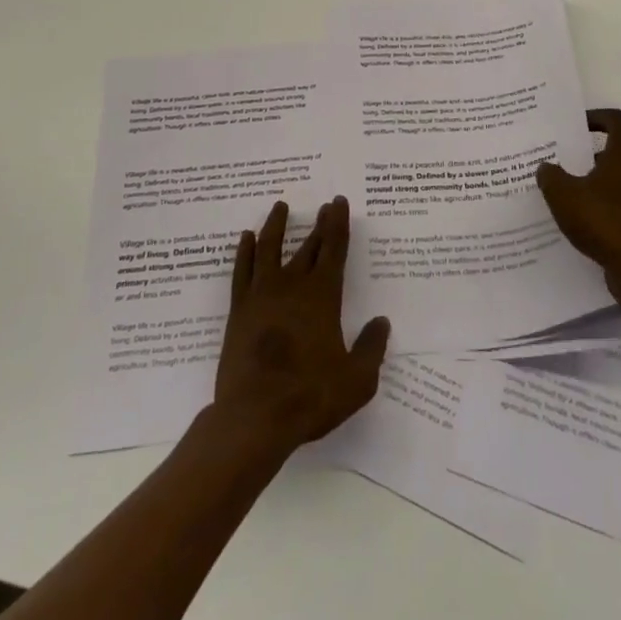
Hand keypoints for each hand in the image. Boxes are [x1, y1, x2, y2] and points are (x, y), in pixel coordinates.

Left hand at [213, 198, 390, 453]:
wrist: (254, 416)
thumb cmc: (310, 397)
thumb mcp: (357, 380)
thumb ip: (372, 348)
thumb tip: (381, 322)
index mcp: (322, 296)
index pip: (334, 250)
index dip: (338, 224)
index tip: (339, 203)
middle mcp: (292, 286)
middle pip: (308, 246)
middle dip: (319, 224)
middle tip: (324, 204)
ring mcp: (261, 295)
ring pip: (269, 248)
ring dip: (276, 225)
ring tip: (280, 207)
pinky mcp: (239, 309)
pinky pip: (241, 270)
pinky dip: (245, 251)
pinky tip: (246, 238)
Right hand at [537, 109, 620, 302]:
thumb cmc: (604, 222)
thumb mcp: (563, 196)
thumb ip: (551, 176)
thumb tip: (546, 167)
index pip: (618, 120)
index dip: (598, 117)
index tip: (579, 125)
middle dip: (598, 153)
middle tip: (573, 162)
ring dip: (608, 181)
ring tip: (581, 193)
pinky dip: (617, 204)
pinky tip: (596, 220)